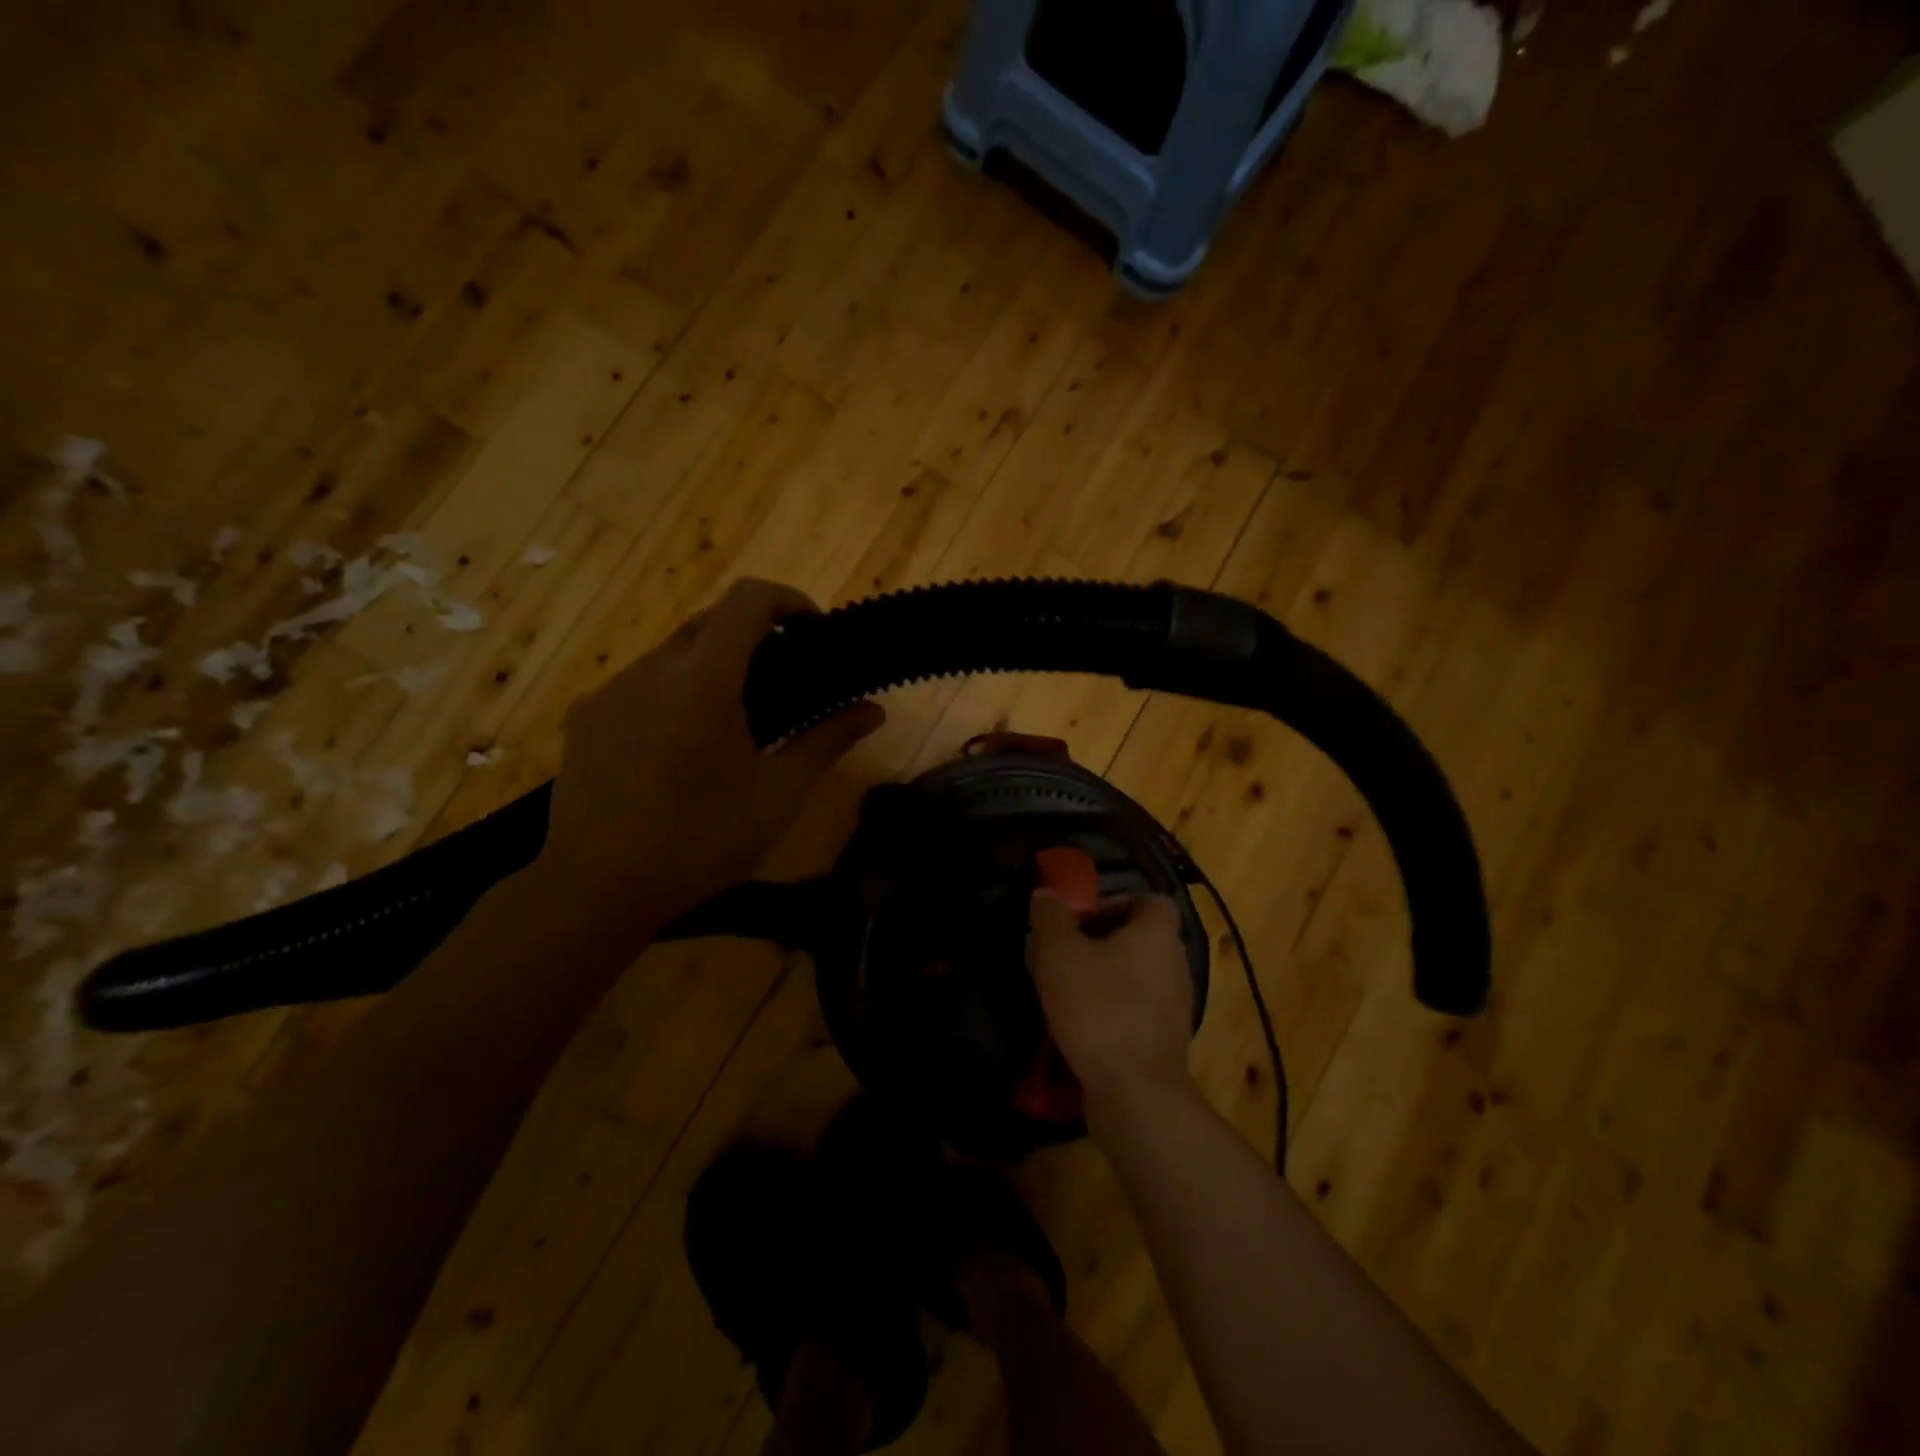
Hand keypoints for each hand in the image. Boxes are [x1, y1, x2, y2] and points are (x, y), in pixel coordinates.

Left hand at [541, 579, 883, 924]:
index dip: (788, 599)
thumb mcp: (777, 795)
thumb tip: (874, 711)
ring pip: (673, 653)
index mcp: (705, 680)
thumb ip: (826, 741)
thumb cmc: (700, 841)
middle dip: (753, 635)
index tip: (813, 631)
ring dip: (711, 665)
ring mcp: (612, 690)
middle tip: (784, 679)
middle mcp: (653, 668)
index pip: (747, 599)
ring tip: (733, 720)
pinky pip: (640, 683)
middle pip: (710, 621)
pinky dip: (673, 692)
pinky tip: (680, 746)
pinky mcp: (586, 716)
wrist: (596, 887)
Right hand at [1026, 891, 1193, 1106]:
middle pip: (1139, 938)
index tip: (1078, 919)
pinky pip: (1135, 1010)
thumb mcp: (1059, 953)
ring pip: (1135, 976)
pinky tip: (1078, 1025)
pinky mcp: (1164, 1041)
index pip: (1148, 900)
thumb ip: (1050, 917)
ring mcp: (1174, 1006)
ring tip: (1063, 989)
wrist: (1135, 1092)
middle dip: (1099, 941)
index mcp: (1157, 934)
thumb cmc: (1099, 1007)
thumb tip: (1046, 894)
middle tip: (1062, 952)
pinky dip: (1110, 1010)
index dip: (1113, 902)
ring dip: (1103, 977)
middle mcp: (1175, 964)